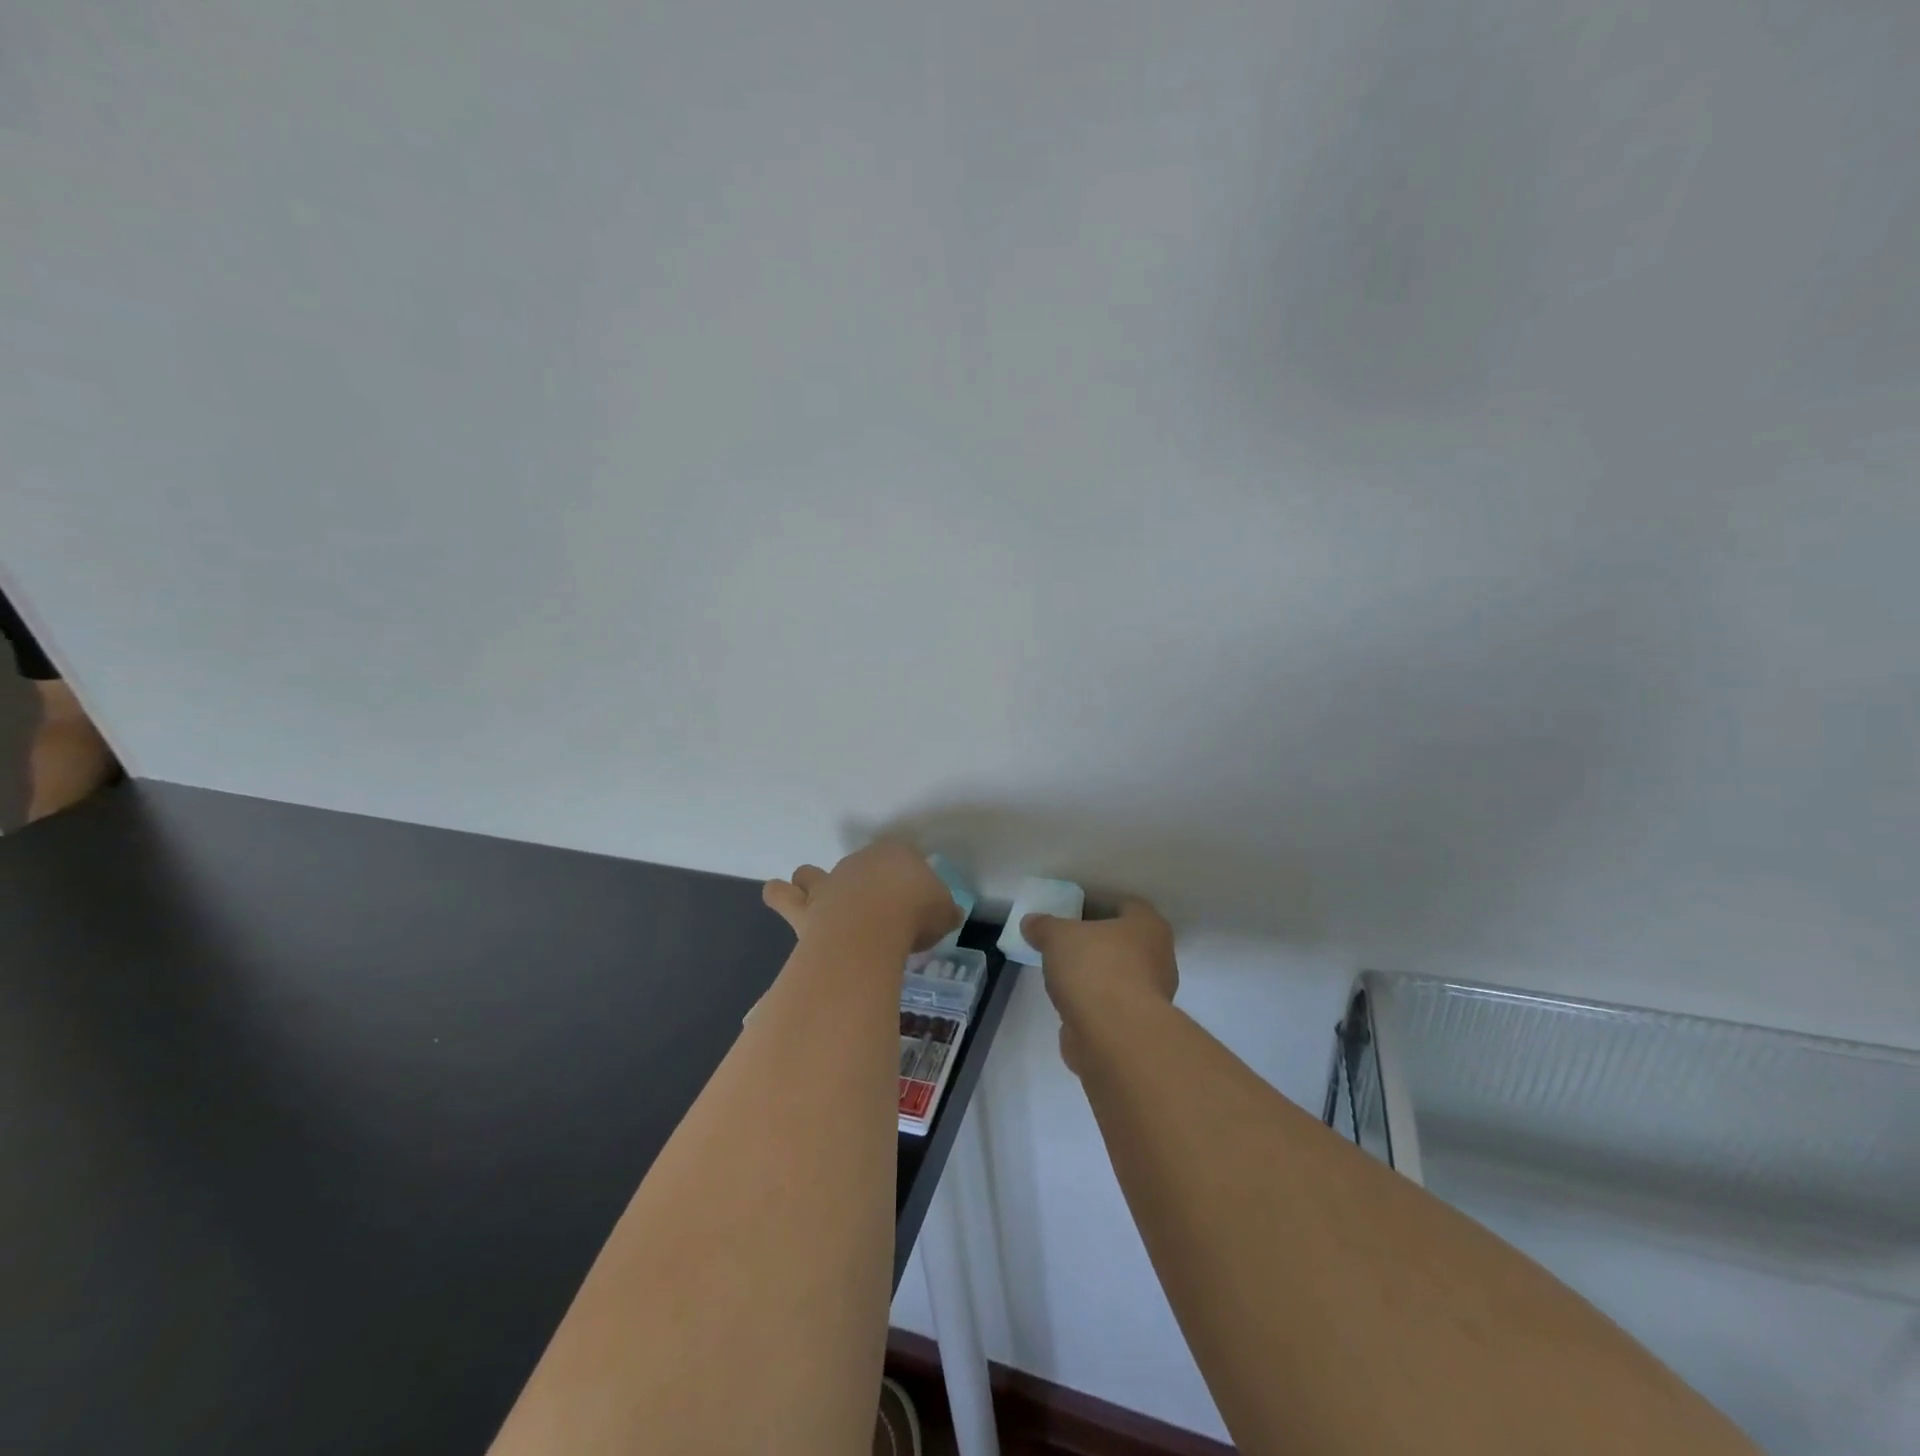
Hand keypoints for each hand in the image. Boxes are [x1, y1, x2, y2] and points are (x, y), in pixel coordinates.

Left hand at [763, 841, 960, 955]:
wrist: (871, 927)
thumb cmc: (914, 912)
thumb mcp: (944, 913)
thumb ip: (945, 911)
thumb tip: (951, 914)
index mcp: (896, 855)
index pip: (903, 856)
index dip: (908, 877)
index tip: (915, 899)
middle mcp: (858, 863)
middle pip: (857, 865)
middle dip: (862, 883)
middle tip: (874, 911)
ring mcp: (828, 884)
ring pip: (809, 874)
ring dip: (810, 884)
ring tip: (815, 900)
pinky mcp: (805, 909)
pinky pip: (783, 897)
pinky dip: (782, 898)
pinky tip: (784, 902)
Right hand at [1022, 897, 1176, 1074]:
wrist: (1114, 1036)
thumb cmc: (1095, 968)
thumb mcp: (1058, 937)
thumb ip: (1044, 926)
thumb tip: (1031, 922)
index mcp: (1148, 926)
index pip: (1127, 906)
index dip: (1099, 905)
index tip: (1072, 913)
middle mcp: (1158, 957)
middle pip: (1123, 942)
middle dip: (1096, 943)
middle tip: (1064, 943)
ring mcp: (1151, 995)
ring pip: (1118, 976)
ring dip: (1094, 976)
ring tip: (1062, 975)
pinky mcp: (1136, 1026)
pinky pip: (1111, 1006)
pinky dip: (1093, 1005)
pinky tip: (1069, 1005)